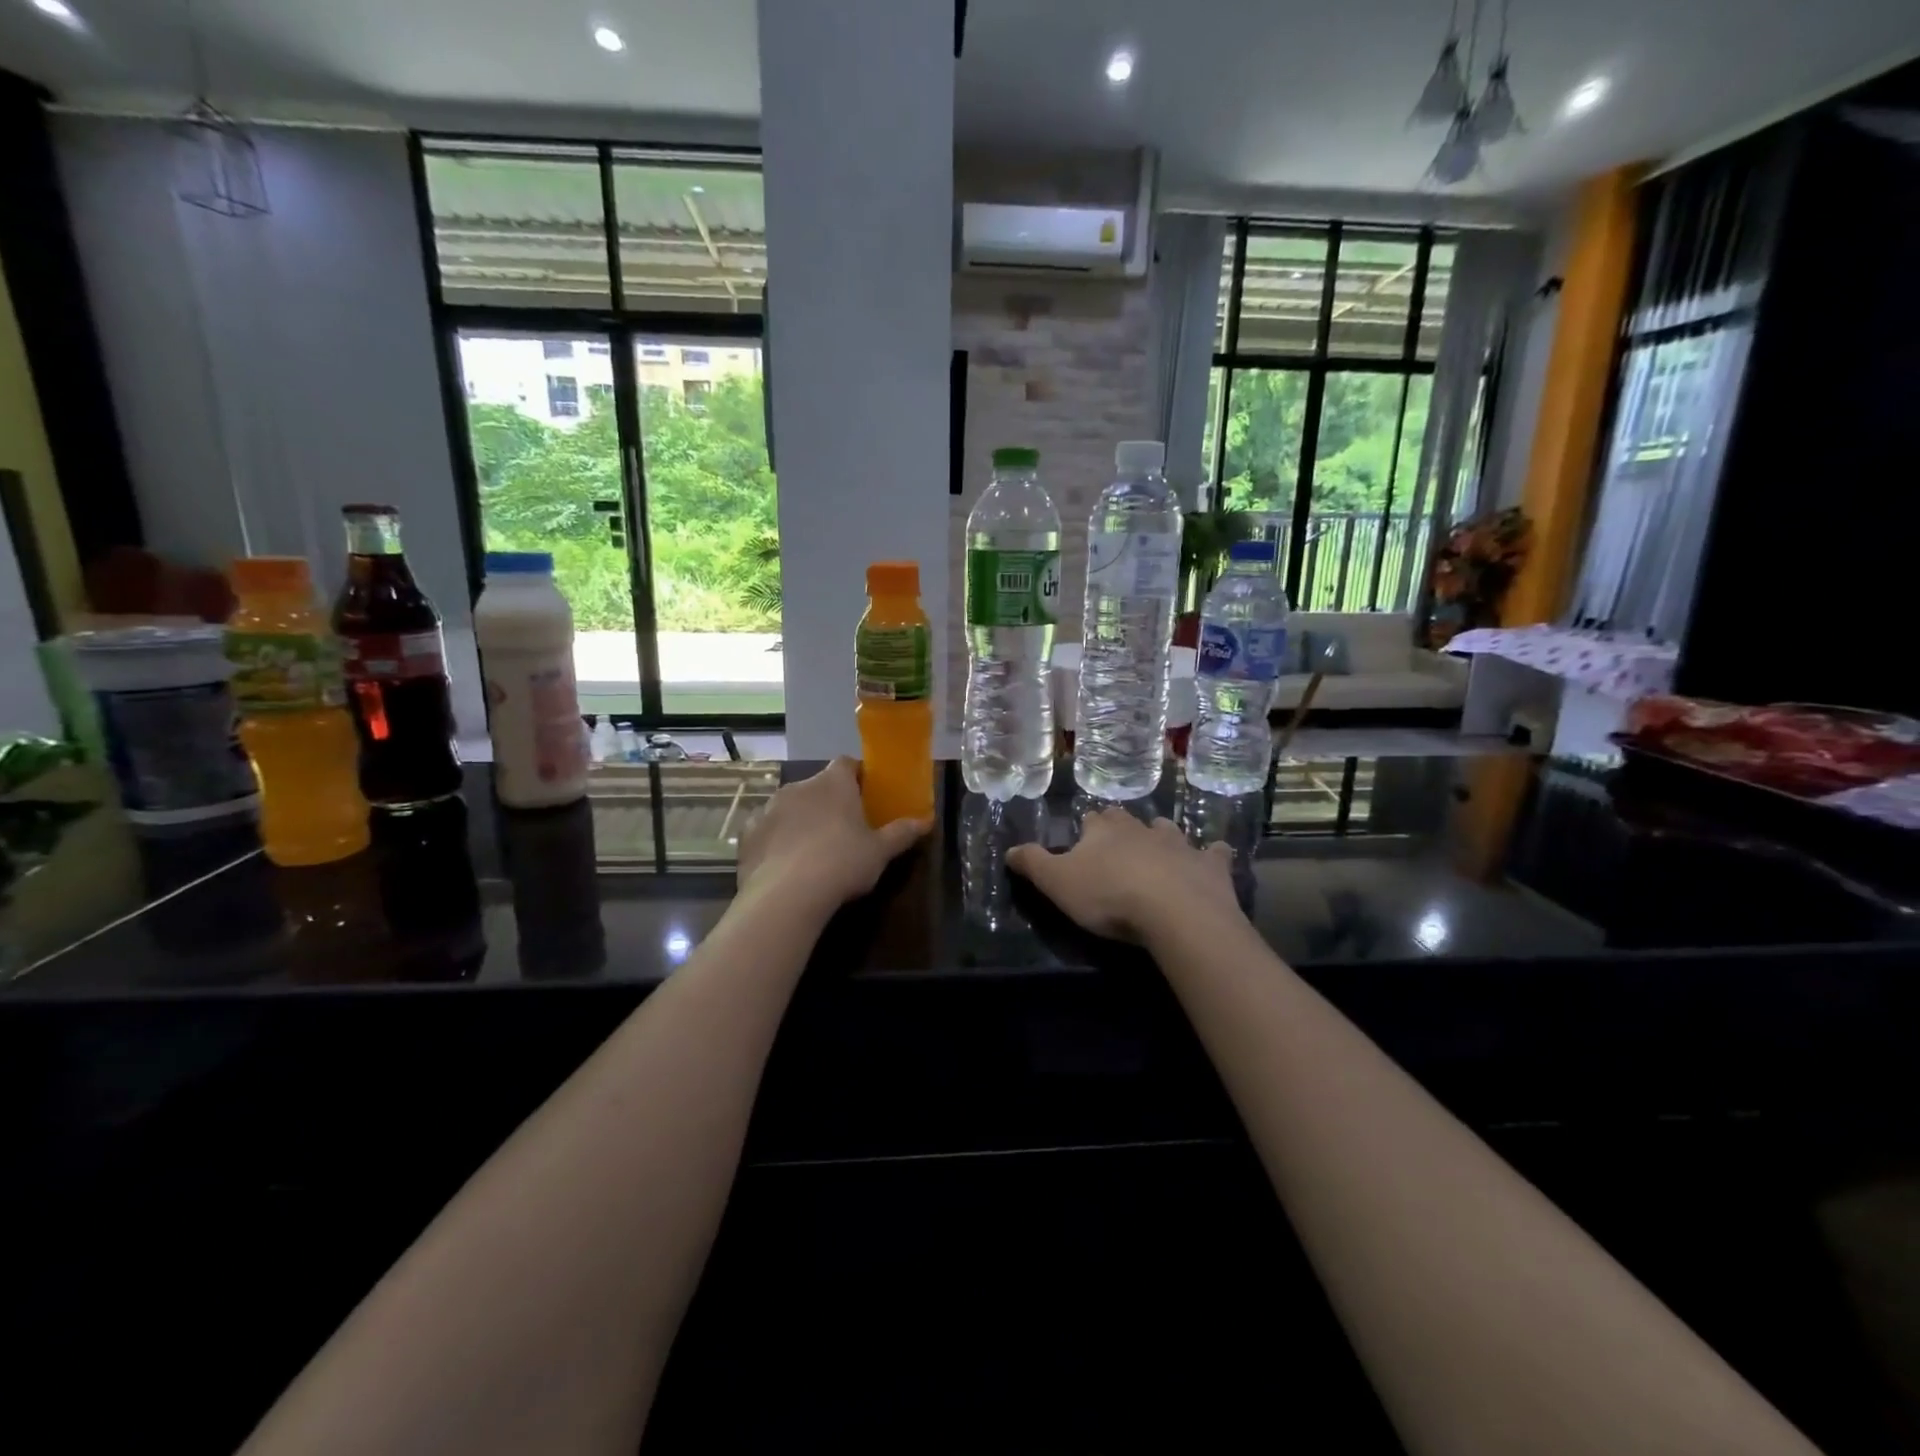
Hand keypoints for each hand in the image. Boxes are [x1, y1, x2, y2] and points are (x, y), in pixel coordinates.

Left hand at [737, 757, 929, 912]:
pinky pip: (767, 829)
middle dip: (829, 801)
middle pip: (818, 785)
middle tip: (843, 828)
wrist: (787, 894)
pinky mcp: (748, 832)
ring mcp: (769, 807)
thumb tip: (926, 821)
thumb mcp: (880, 851)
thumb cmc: (842, 863)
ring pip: (790, 806)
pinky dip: (776, 839)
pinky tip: (784, 863)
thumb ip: (902, 833)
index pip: (847, 763)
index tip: (866, 794)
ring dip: (801, 819)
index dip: (857, 775)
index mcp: (833, 783)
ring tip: (813, 849)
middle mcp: (799, 786)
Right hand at [1007, 810, 1237, 943]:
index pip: (1091, 820)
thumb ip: (1032, 863)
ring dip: (1162, 838)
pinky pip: (1214, 854)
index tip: (1083, 841)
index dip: (1086, 830)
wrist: (1173, 912)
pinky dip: (1212, 856)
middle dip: (1122, 829)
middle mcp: (1141, 829)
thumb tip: (1008, 849)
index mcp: (1103, 831)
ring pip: (1168, 831)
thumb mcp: (1056, 883)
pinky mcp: (1210, 866)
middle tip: (1117, 847)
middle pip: (1128, 821)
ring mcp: (1179, 844)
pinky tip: (1214, 858)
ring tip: (1159, 852)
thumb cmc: (1108, 896)